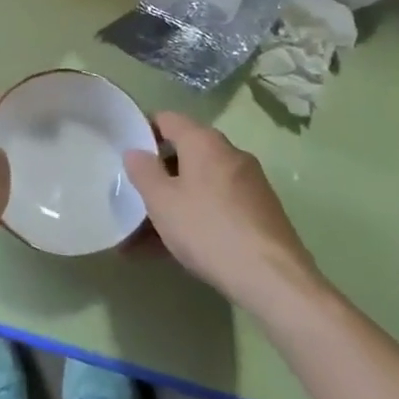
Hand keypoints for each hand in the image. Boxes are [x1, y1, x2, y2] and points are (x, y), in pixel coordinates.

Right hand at [124, 113, 328, 315]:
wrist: (274, 279)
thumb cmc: (208, 229)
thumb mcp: (162, 201)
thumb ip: (143, 171)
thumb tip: (135, 151)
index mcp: (204, 141)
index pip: (167, 119)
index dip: (143, 131)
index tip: (124, 153)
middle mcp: (229, 153)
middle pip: (184, 153)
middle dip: (157, 176)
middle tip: (133, 199)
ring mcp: (248, 183)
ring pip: (199, 185)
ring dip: (173, 203)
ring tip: (144, 237)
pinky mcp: (260, 212)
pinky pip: (216, 206)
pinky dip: (195, 218)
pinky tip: (175, 249)